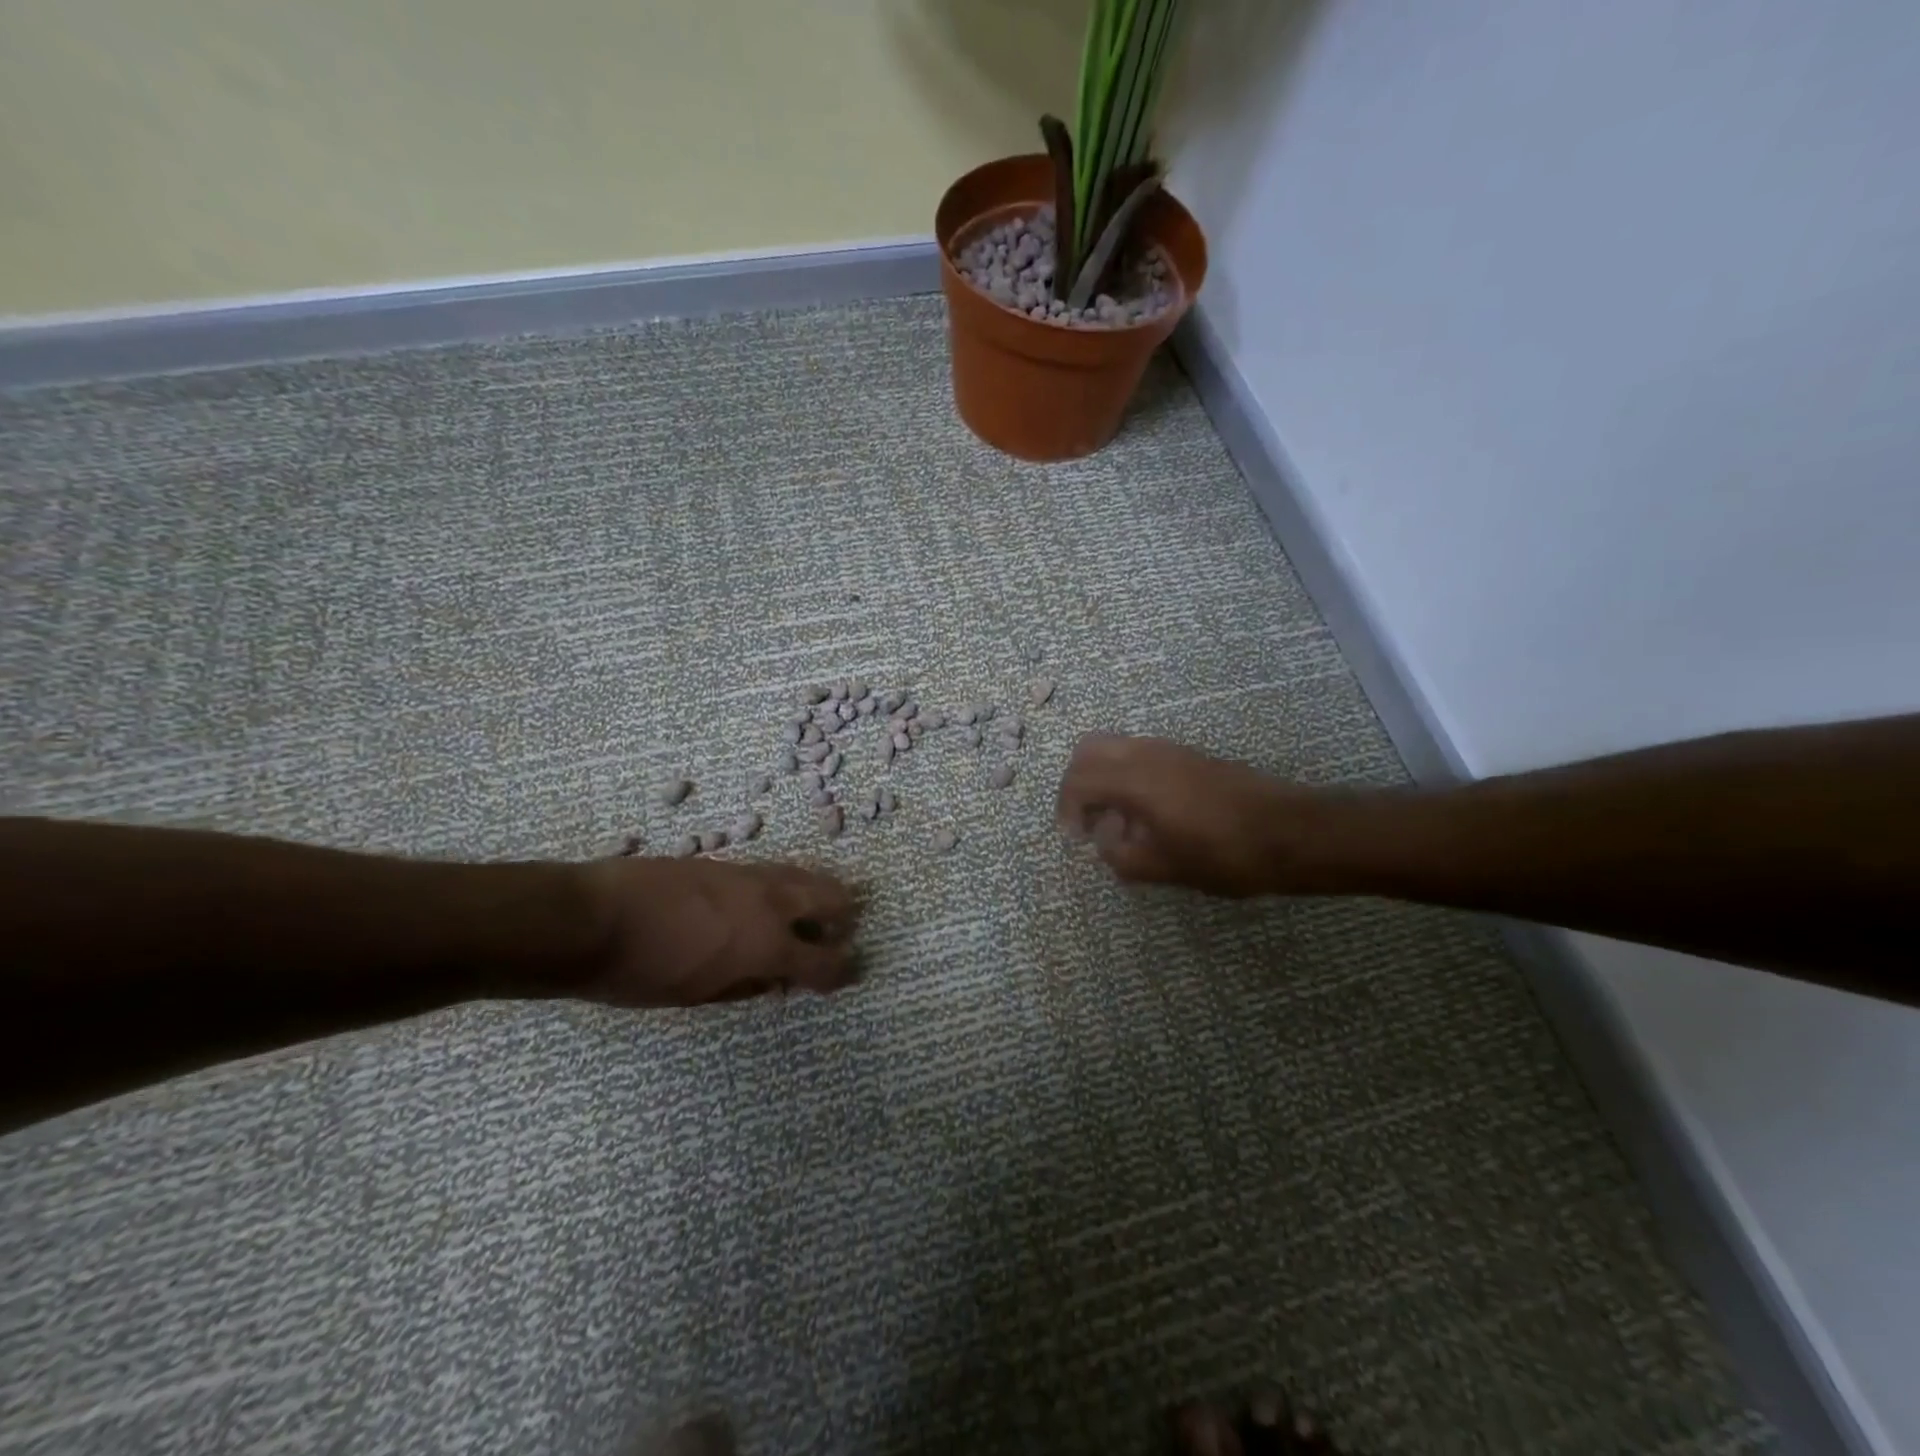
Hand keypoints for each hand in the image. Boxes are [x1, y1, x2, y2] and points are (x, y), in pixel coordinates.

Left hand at [578, 856, 860, 1005]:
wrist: (591, 916)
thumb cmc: (641, 971)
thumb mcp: (696, 996)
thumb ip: (744, 986)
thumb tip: (772, 979)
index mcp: (766, 945)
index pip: (823, 960)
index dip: (840, 971)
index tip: (847, 976)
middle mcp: (769, 903)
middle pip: (830, 898)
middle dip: (844, 917)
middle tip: (842, 933)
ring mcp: (748, 875)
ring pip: (804, 875)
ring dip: (820, 892)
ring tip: (818, 909)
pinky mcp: (725, 862)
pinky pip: (774, 870)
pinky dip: (789, 884)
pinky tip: (774, 897)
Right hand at [1056, 734, 1330, 897]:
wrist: (1292, 832)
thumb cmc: (1224, 854)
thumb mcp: (1164, 868)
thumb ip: (1120, 856)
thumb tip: (1104, 841)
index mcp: (1135, 779)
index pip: (1078, 779)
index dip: (1066, 809)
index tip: (1076, 839)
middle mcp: (1146, 753)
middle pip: (1089, 749)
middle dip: (1077, 783)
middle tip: (1086, 820)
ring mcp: (1170, 750)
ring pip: (1116, 747)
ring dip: (1103, 778)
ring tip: (1118, 822)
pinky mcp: (1190, 755)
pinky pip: (1141, 754)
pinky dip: (1127, 776)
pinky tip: (1147, 814)